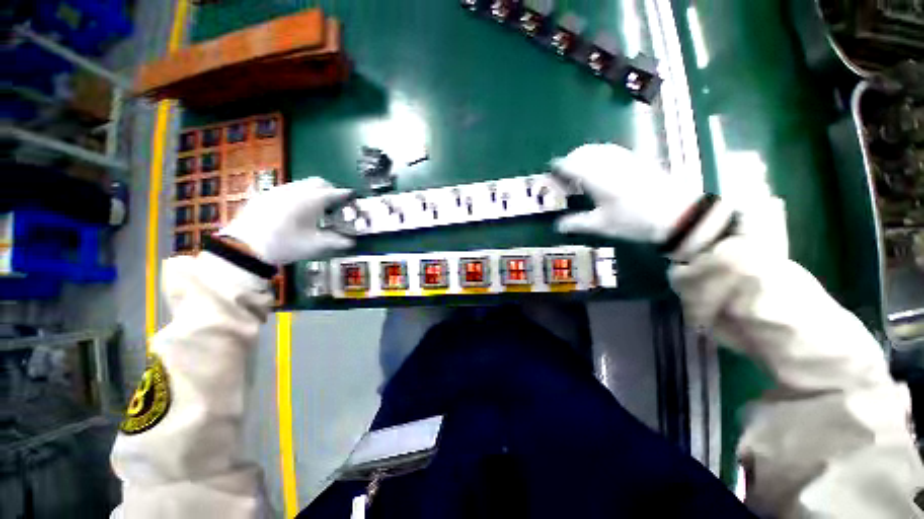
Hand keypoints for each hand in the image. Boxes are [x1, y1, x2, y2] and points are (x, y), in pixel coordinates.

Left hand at [220, 178, 354, 264]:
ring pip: (302, 183)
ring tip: (316, 208)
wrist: (244, 247)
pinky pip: (288, 189)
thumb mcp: (314, 245)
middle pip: (318, 182)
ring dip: (313, 191)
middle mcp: (295, 191)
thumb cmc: (285, 245)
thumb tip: (351, 242)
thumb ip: (336, 241)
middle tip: (335, 202)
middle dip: (330, 189)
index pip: (334, 193)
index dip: (345, 194)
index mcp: (310, 201)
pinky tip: (295, 210)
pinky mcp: (265, 195)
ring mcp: (278, 191)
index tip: (352, 197)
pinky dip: (298, 194)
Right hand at [552, 144, 700, 243]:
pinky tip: (601, 168)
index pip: (571, 165)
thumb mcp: (601, 225)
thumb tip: (557, 226)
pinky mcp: (636, 159)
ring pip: (597, 149)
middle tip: (564, 176)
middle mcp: (608, 162)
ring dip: (584, 156)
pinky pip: (610, 150)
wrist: (677, 214)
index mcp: (596, 177)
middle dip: (570, 160)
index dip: (558, 167)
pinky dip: (598, 155)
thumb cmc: (634, 220)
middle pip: (582, 152)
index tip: (550, 171)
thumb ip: (576, 223)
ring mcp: (624, 158)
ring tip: (580, 172)